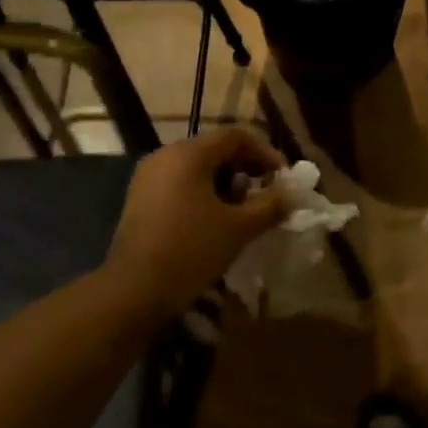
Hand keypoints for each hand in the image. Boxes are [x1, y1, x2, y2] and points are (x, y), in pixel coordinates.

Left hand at [104, 128, 286, 318]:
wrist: (133, 291)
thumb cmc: (191, 251)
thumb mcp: (239, 228)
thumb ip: (270, 206)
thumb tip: (293, 195)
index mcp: (188, 154)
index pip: (235, 136)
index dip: (264, 153)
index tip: (282, 177)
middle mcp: (164, 156)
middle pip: (214, 149)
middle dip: (245, 168)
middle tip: (266, 192)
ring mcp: (148, 178)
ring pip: (196, 168)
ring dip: (225, 182)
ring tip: (243, 209)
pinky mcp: (140, 200)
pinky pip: (179, 183)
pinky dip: (203, 193)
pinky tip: (215, 220)